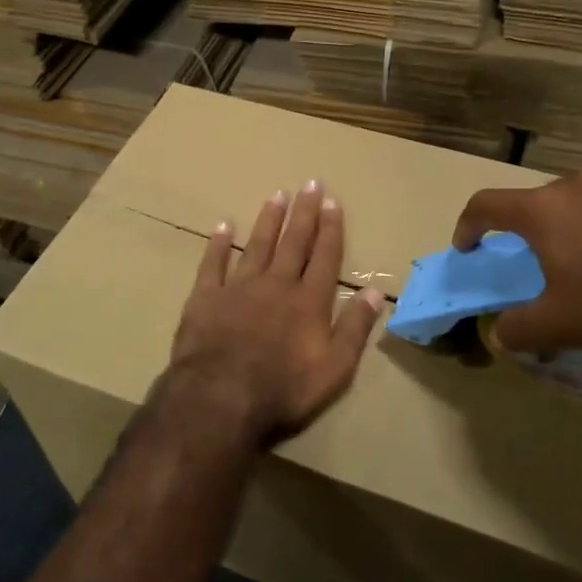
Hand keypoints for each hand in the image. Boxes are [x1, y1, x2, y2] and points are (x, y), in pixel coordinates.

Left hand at [168, 180, 384, 447]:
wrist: (219, 398)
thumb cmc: (284, 389)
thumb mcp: (335, 368)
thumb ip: (355, 328)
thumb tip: (376, 292)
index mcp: (309, 301)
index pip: (325, 256)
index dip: (330, 228)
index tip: (333, 202)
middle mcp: (276, 284)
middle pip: (293, 242)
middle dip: (304, 213)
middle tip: (310, 183)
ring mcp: (238, 288)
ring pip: (257, 245)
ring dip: (269, 220)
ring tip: (277, 195)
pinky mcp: (206, 298)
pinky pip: (213, 263)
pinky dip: (218, 244)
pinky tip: (223, 225)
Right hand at [453, 167, 581, 352]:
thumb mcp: (559, 326)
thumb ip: (516, 330)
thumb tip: (500, 333)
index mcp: (543, 210)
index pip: (485, 205)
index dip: (468, 226)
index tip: (468, 247)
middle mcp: (577, 183)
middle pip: (538, 203)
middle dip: (532, 232)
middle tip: (545, 265)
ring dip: (576, 225)